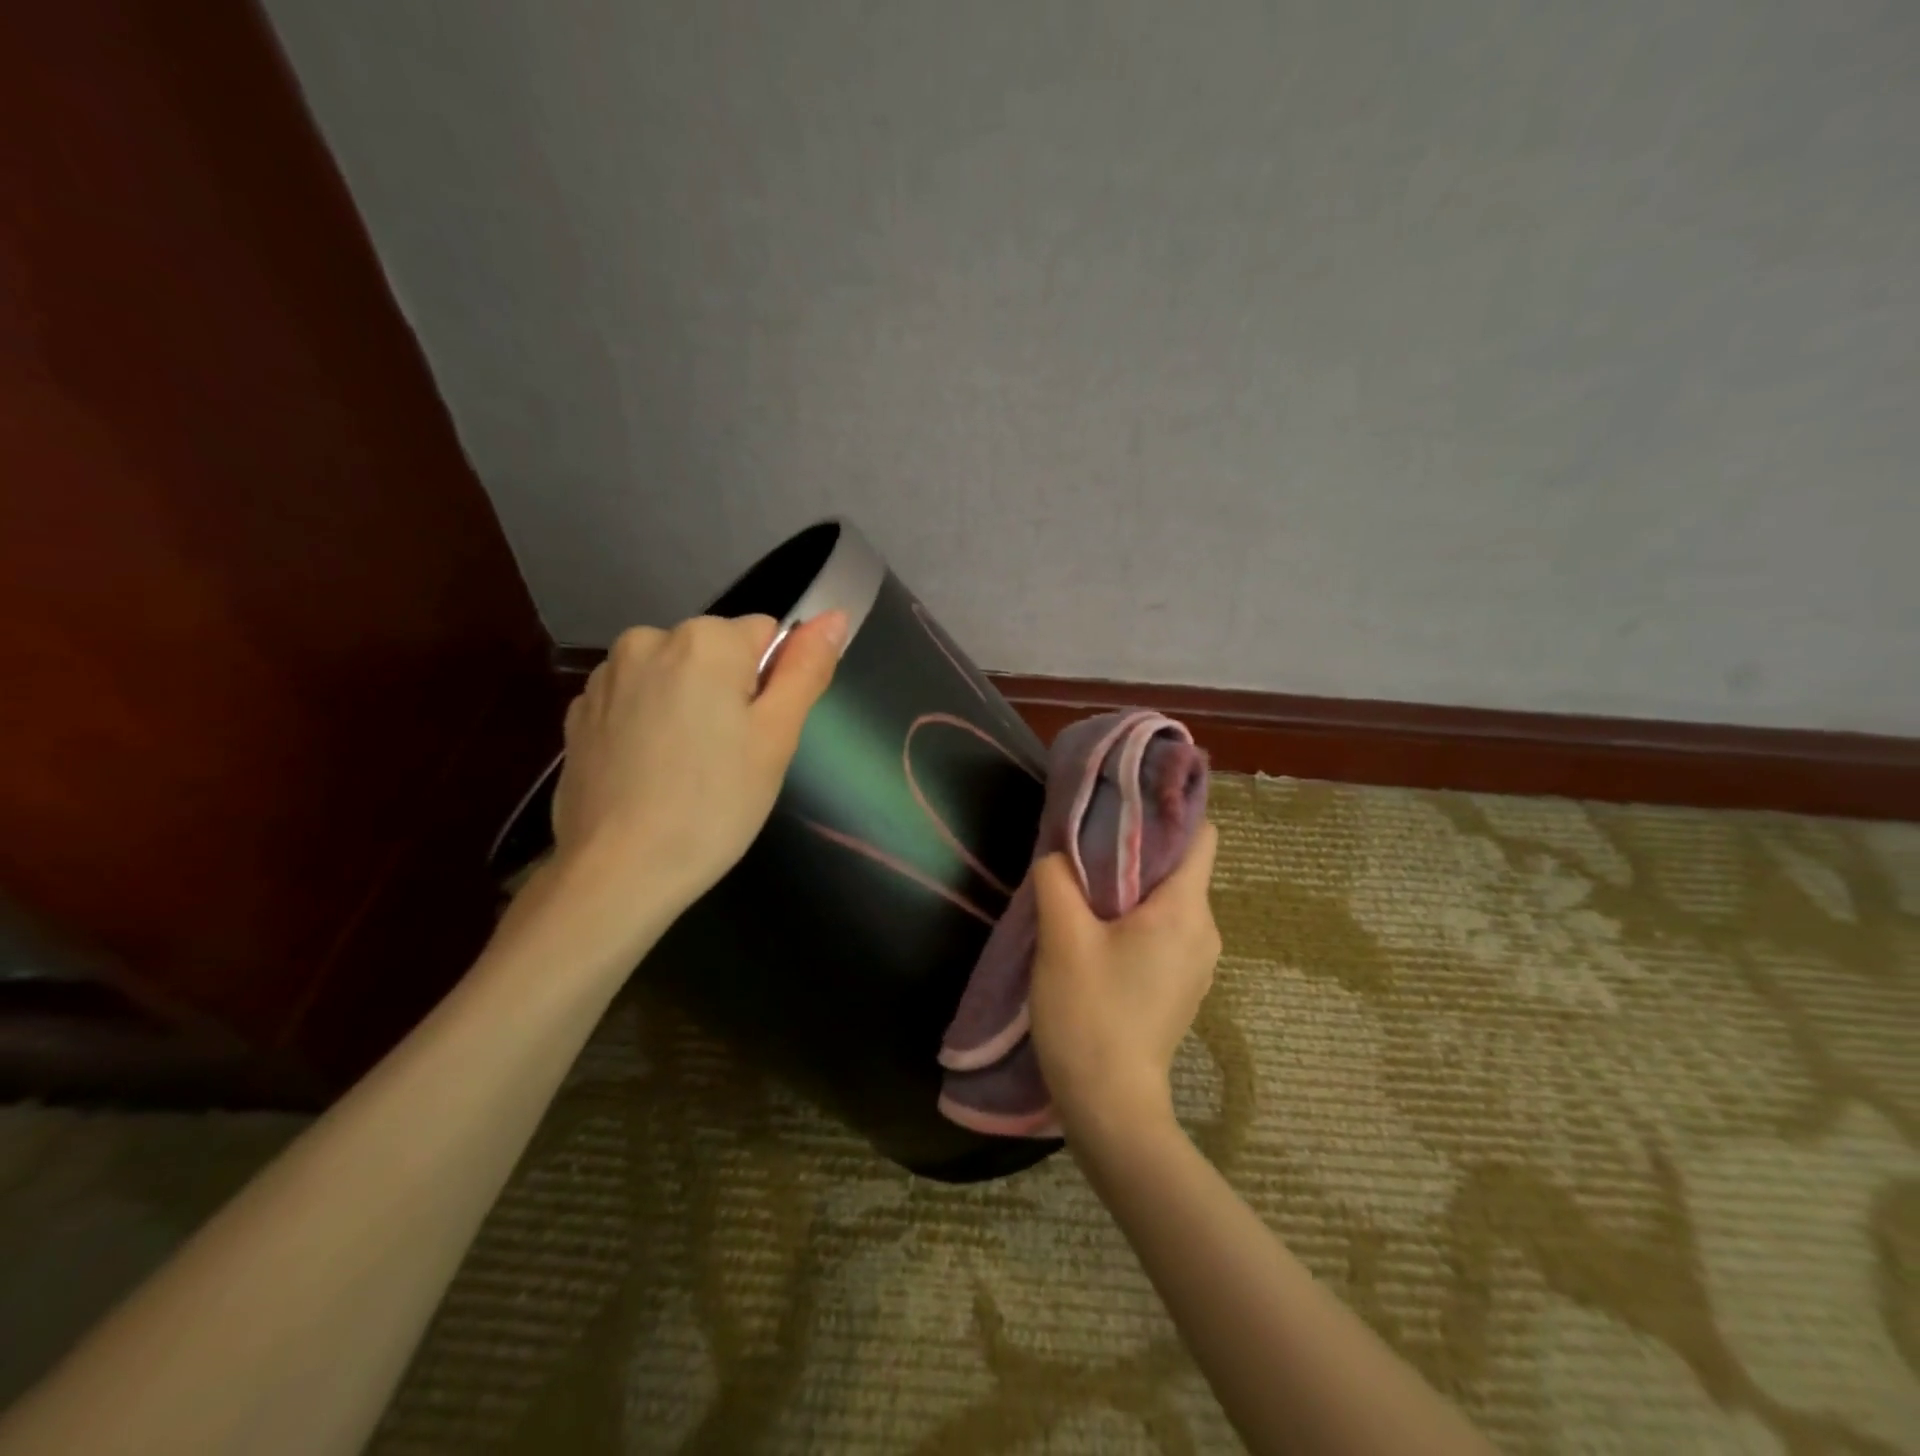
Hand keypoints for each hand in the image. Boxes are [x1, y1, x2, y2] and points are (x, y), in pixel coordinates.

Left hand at [548, 611, 846, 927]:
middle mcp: (648, 639)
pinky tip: (650, 772)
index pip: (765, 635)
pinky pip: (635, 700)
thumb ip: (806, 669)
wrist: (617, 872)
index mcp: (705, 640)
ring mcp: (605, 676)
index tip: (760, 735)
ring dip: (687, 705)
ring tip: (687, 769)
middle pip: (715, 653)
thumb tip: (835, 616)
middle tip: (730, 757)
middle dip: (729, 692)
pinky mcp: (579, 712)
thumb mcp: (776, 737)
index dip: (773, 684)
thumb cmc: (715, 805)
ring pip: (673, 675)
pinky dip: (648, 723)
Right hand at [1027, 822, 1221, 1147]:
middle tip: (1087, 844)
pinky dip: (1135, 919)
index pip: (1201, 835)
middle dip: (1137, 848)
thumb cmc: (1089, 1013)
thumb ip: (1058, 879)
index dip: (1170, 809)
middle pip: (1180, 866)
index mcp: (1185, 910)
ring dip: (1130, 888)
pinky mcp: (1181, 985)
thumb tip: (1058, 854)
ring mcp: (1197, 962)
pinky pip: (1164, 931)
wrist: (1110, 1106)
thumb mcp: (1061, 937)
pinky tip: (1096, 932)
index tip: (1127, 800)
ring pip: (1168, 900)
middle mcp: (1204, 930)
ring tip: (1085, 889)